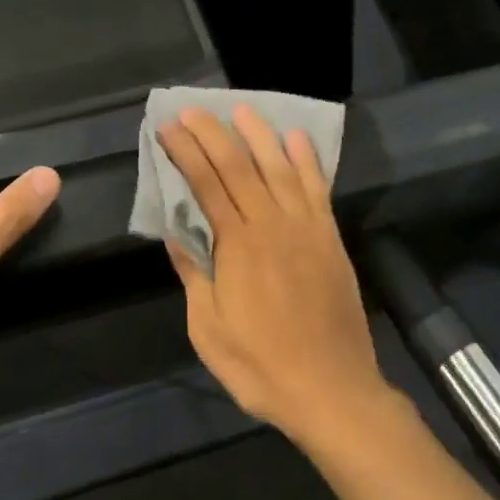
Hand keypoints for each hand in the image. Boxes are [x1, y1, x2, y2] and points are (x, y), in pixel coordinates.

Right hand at [157, 105, 391, 448]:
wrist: (332, 389)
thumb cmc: (260, 365)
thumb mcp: (208, 329)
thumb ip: (194, 274)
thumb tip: (175, 233)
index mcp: (238, 246)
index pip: (206, 185)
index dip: (186, 153)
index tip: (168, 128)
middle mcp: (272, 225)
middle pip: (239, 167)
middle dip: (213, 134)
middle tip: (193, 109)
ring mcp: (306, 229)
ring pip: (280, 168)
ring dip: (259, 135)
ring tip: (242, 109)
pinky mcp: (331, 239)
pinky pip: (318, 189)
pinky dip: (307, 161)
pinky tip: (297, 139)